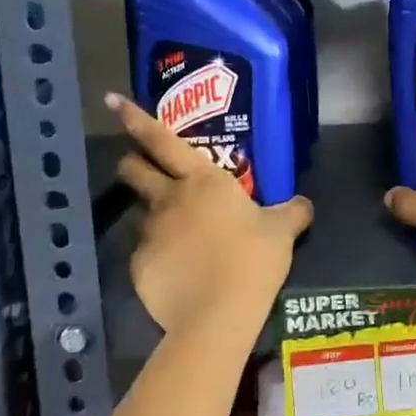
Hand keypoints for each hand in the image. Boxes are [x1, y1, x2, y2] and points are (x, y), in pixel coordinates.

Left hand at [108, 93, 312, 336]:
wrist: (218, 315)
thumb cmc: (253, 259)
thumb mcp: (282, 231)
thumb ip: (292, 212)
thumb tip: (303, 204)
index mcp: (202, 180)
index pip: (161, 139)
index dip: (136, 118)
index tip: (112, 100)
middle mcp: (168, 198)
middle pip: (134, 169)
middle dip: (133, 162)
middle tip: (141, 165)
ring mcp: (149, 233)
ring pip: (142, 213)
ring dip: (155, 215)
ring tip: (178, 236)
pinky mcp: (138, 267)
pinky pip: (146, 253)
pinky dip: (159, 256)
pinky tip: (178, 272)